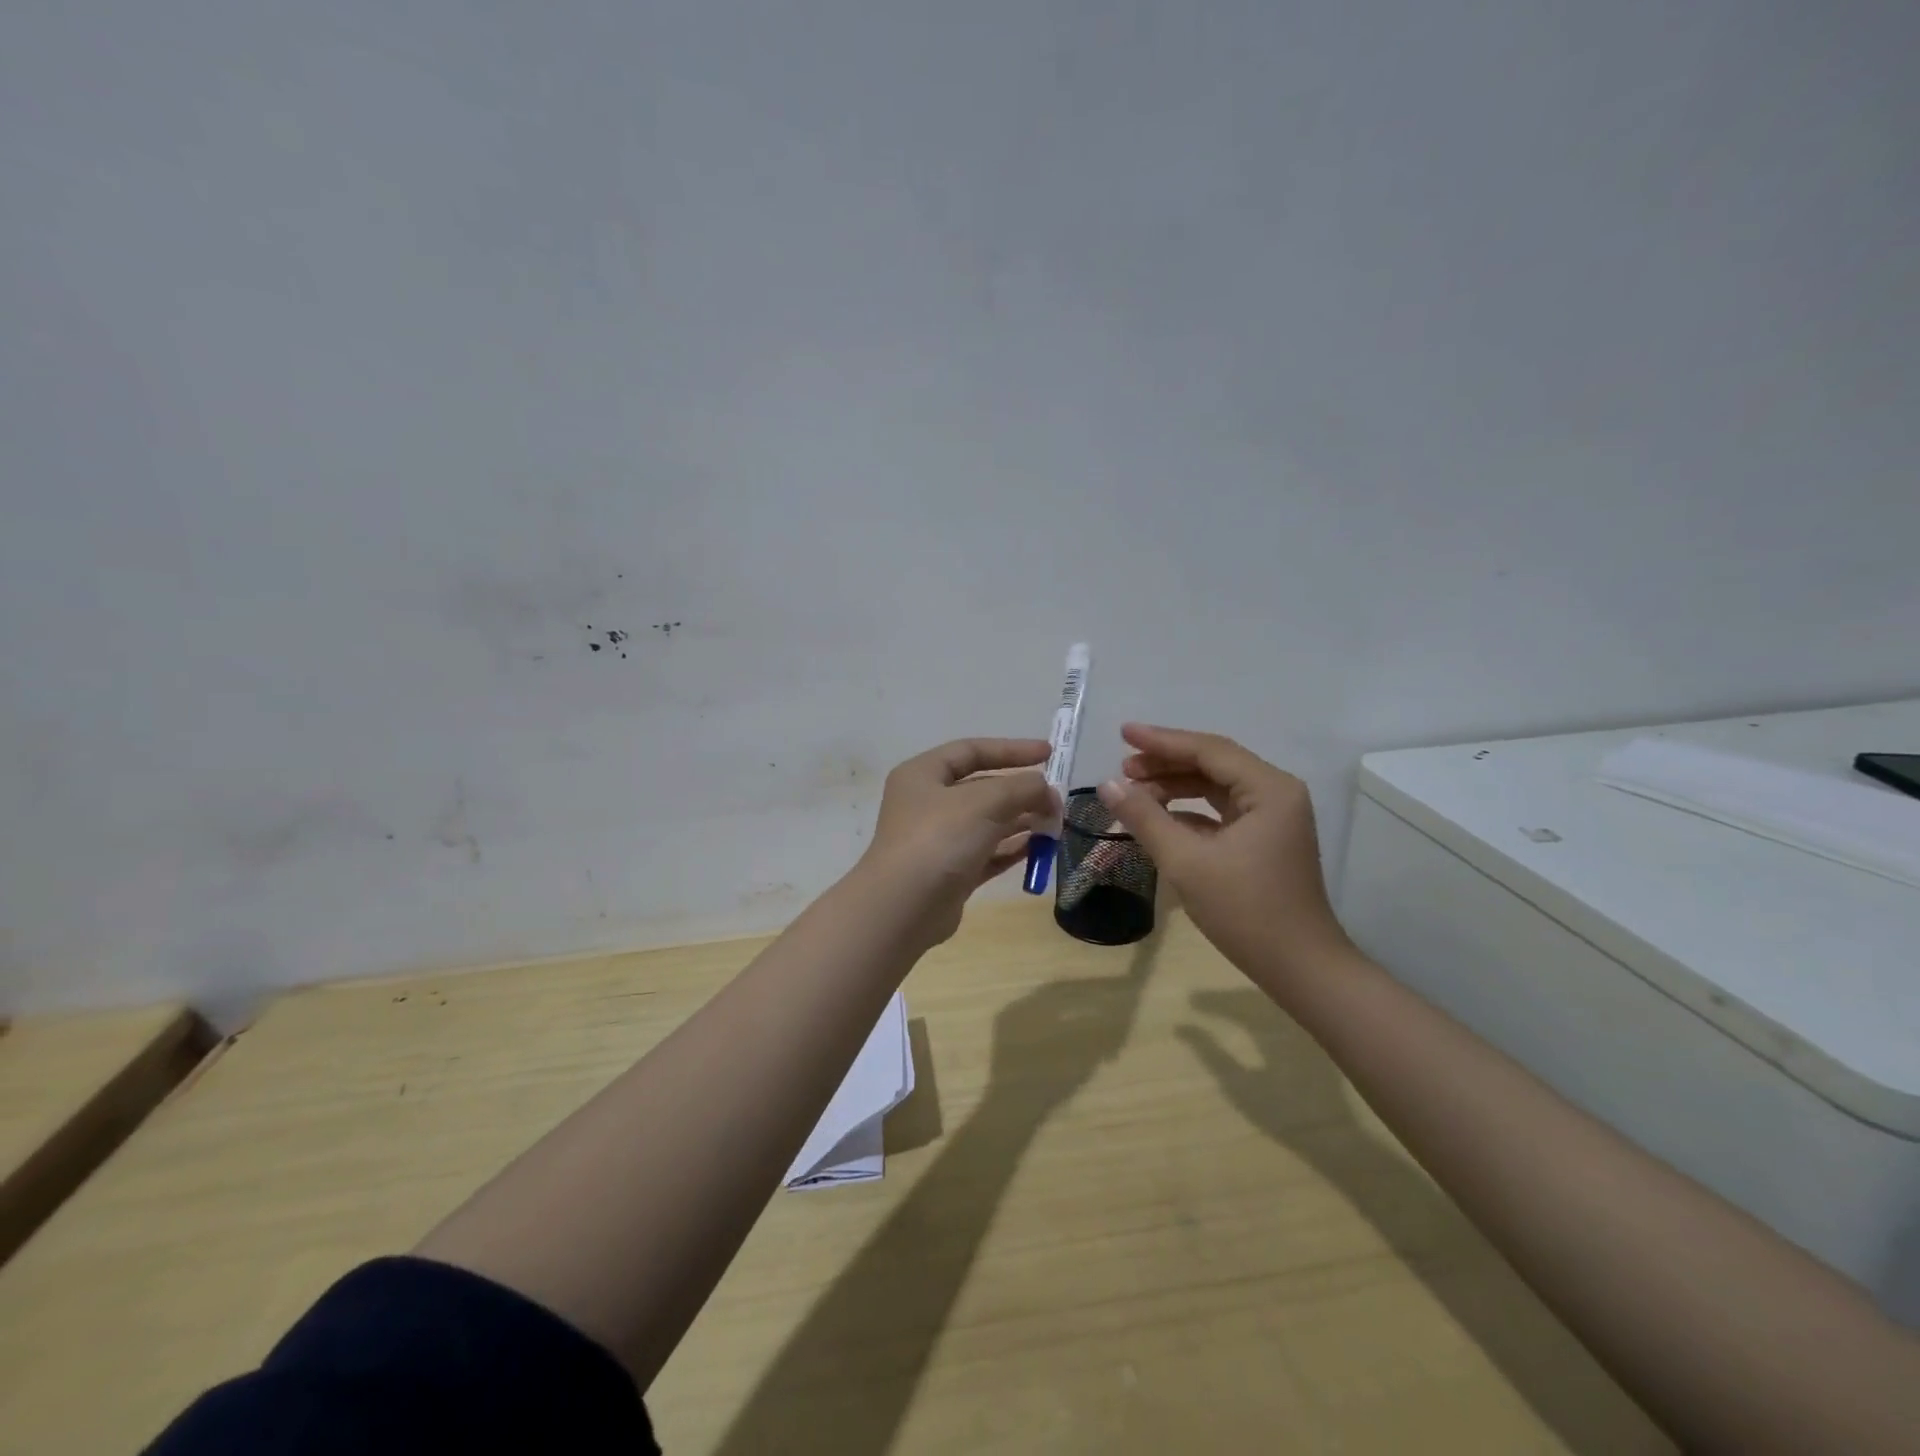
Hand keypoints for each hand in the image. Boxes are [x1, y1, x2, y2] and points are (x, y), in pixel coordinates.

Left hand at [860, 737, 1058, 944]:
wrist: (903, 908)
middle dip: (1021, 790)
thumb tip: (1047, 790)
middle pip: (982, 787)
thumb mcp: (985, 801)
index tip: (1049, 753)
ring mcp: (938, 840)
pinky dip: (1012, 848)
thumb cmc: (939, 838)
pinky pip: (988, 853)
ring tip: (1056, 823)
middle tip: (1058, 799)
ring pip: (987, 822)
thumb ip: (1022, 788)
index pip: (972, 751)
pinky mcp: (951, 873)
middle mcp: (927, 803)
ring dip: (1022, 820)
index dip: (1011, 749)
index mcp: (923, 774)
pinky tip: (1040, 848)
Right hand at [1095, 724, 1353, 989]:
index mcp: (1268, 789)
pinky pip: (1220, 812)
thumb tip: (1107, 784)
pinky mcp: (1264, 841)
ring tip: (1133, 791)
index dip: (1161, 741)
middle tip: (1122, 768)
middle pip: (1213, 764)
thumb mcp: (1186, 862)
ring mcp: (1273, 818)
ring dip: (1175, 787)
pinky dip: (1188, 811)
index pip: (1208, 750)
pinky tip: (1157, 818)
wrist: (1301, 969)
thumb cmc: (1246, 910)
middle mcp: (1276, 793)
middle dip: (1165, 764)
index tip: (1122, 733)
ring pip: (1215, 787)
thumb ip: (1145, 818)